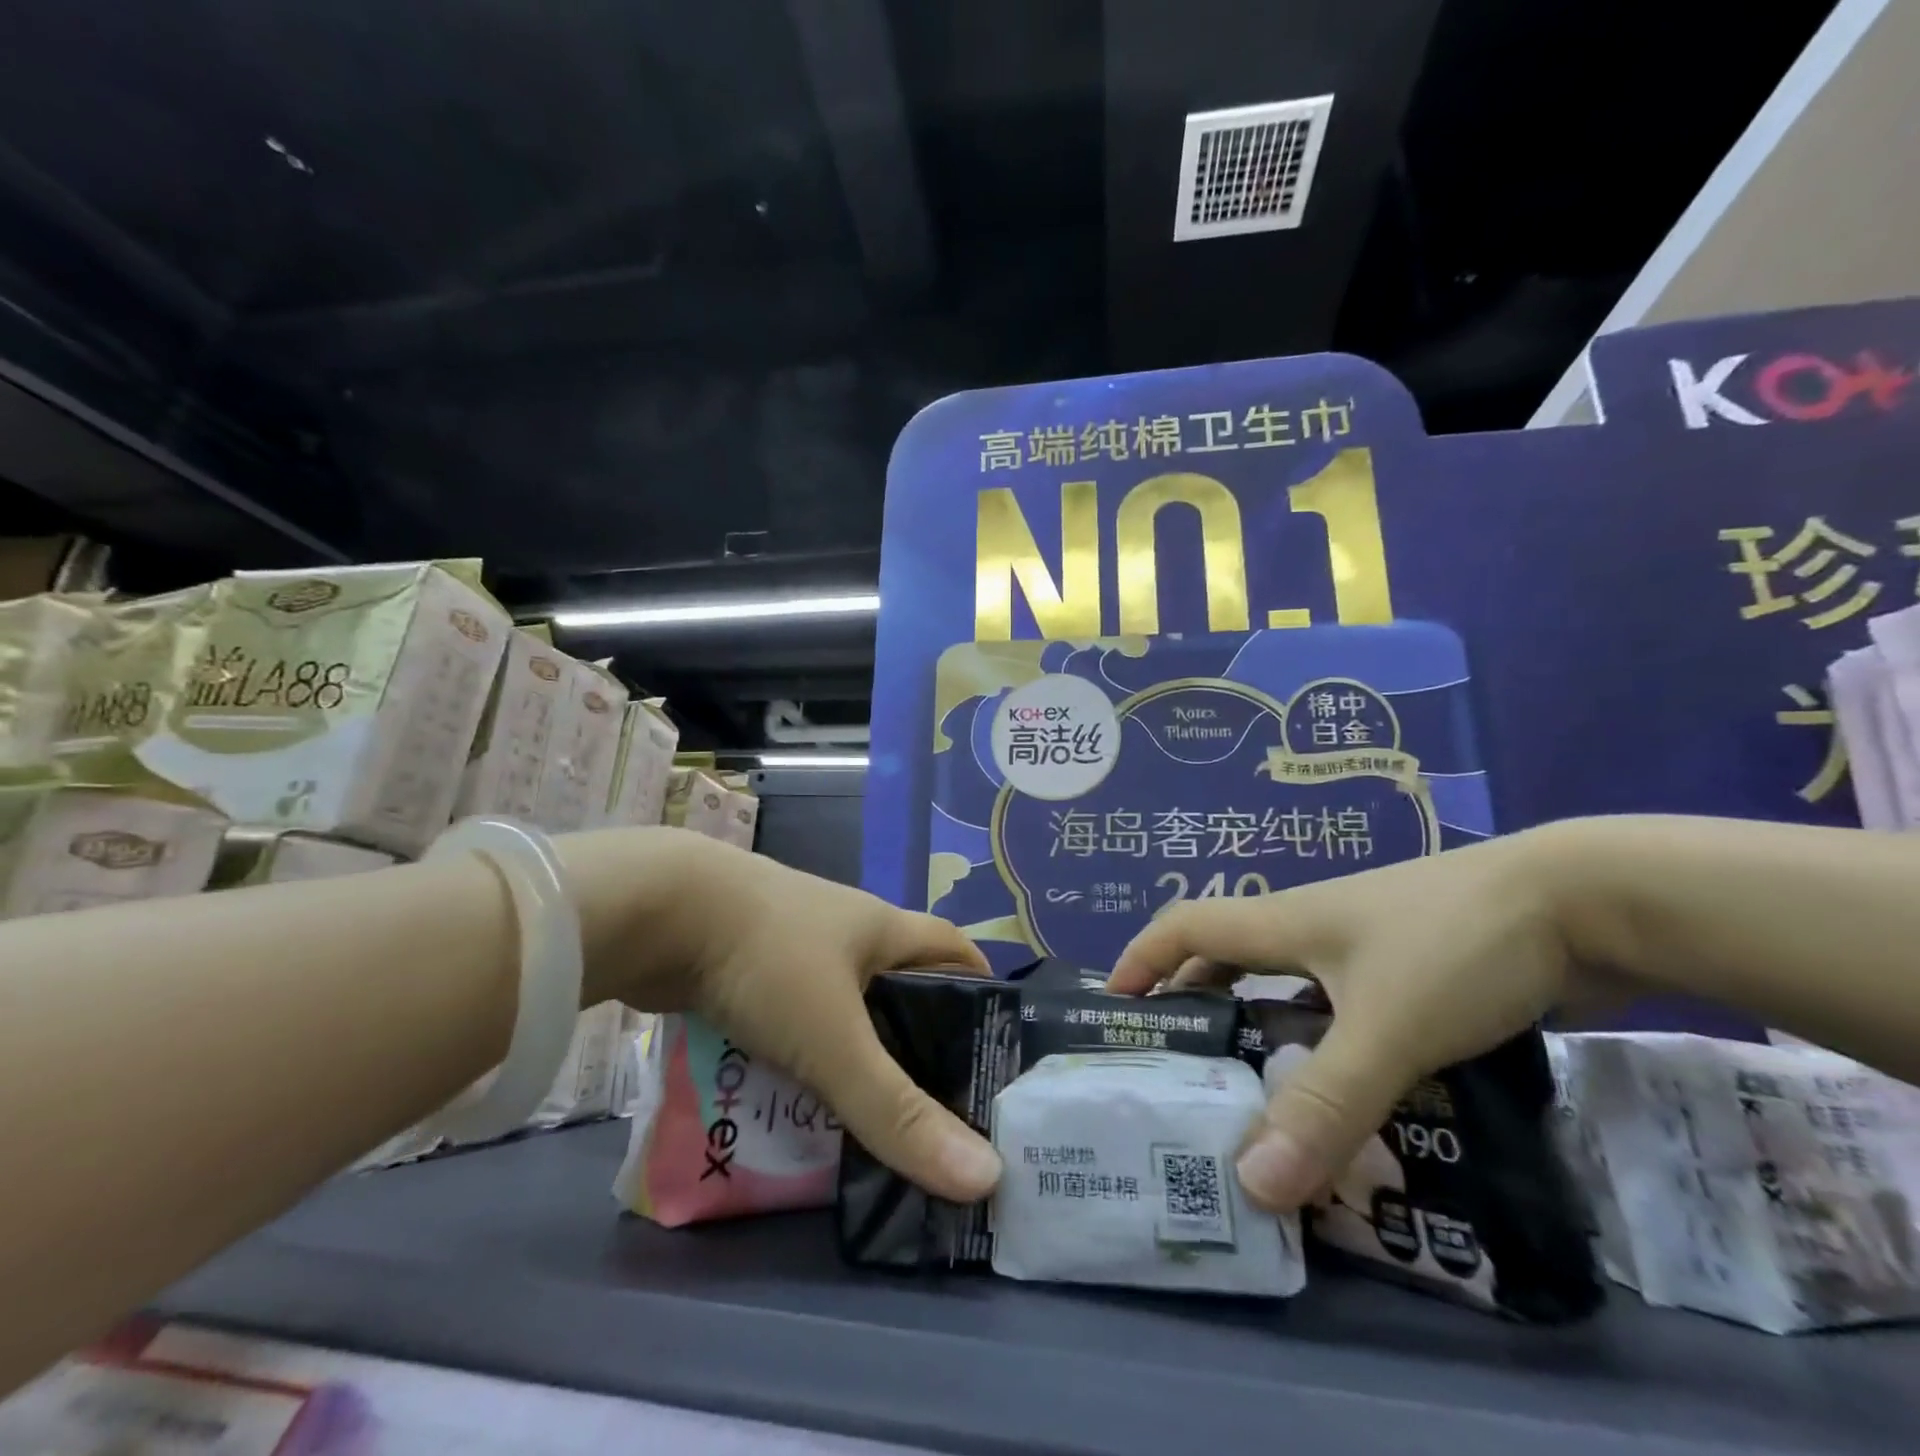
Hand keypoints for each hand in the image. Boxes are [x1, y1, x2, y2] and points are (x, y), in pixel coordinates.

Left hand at [563, 829, 1001, 1203]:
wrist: (657, 909)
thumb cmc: (768, 958)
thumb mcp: (836, 1039)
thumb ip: (898, 1112)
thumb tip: (985, 1178)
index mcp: (881, 927)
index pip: (954, 948)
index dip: (982, 990)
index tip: (995, 1050)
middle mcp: (844, 928)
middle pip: (901, 979)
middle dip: (920, 1035)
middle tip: (936, 1106)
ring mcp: (791, 942)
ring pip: (842, 1001)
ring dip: (857, 1048)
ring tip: (871, 1116)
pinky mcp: (746, 963)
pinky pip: (793, 1011)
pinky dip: (804, 1048)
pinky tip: (796, 1095)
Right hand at [1107, 824, 1618, 1212]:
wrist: (1584, 903)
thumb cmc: (1457, 945)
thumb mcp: (1387, 1027)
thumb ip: (1324, 1103)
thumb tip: (1251, 1182)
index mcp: (1284, 921)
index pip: (1186, 925)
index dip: (1142, 956)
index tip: (1113, 1006)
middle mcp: (1312, 928)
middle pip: (1227, 957)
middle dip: (1191, 1001)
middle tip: (1175, 1066)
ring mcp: (1365, 949)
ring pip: (1287, 987)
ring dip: (1257, 1028)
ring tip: (1246, 1092)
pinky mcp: (1412, 973)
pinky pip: (1341, 1008)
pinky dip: (1319, 1043)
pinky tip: (1337, 1092)